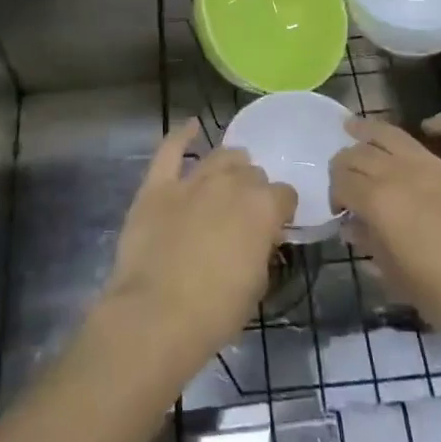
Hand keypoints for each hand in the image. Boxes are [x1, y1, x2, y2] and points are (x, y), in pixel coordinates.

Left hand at [98, 120, 295, 374]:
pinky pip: (171, 150)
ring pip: (220, 156)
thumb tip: (259, 237)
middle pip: (252, 173)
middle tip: (245, 213)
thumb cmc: (215, 311)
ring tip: (229, 175)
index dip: (281, 210)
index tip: (275, 226)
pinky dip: (182, 135)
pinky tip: (192, 126)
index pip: (284, 195)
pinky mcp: (158, 185)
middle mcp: (231, 184)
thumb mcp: (257, 284)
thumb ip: (261, 249)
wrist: (156, 316)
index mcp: (262, 208)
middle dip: (253, 189)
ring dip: (229, 165)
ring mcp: (192, 180)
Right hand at [330, 113, 440, 348]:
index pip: (343, 182)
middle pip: (361, 154)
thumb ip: (372, 247)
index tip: (340, 212)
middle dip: (345, 163)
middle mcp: (403, 174)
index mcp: (381, 203)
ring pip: (394, 135)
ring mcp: (440, 166)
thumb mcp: (399, 281)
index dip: (335, 193)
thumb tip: (353, 227)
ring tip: (354, 127)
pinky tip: (430, 126)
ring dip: (370, 129)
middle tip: (346, 180)